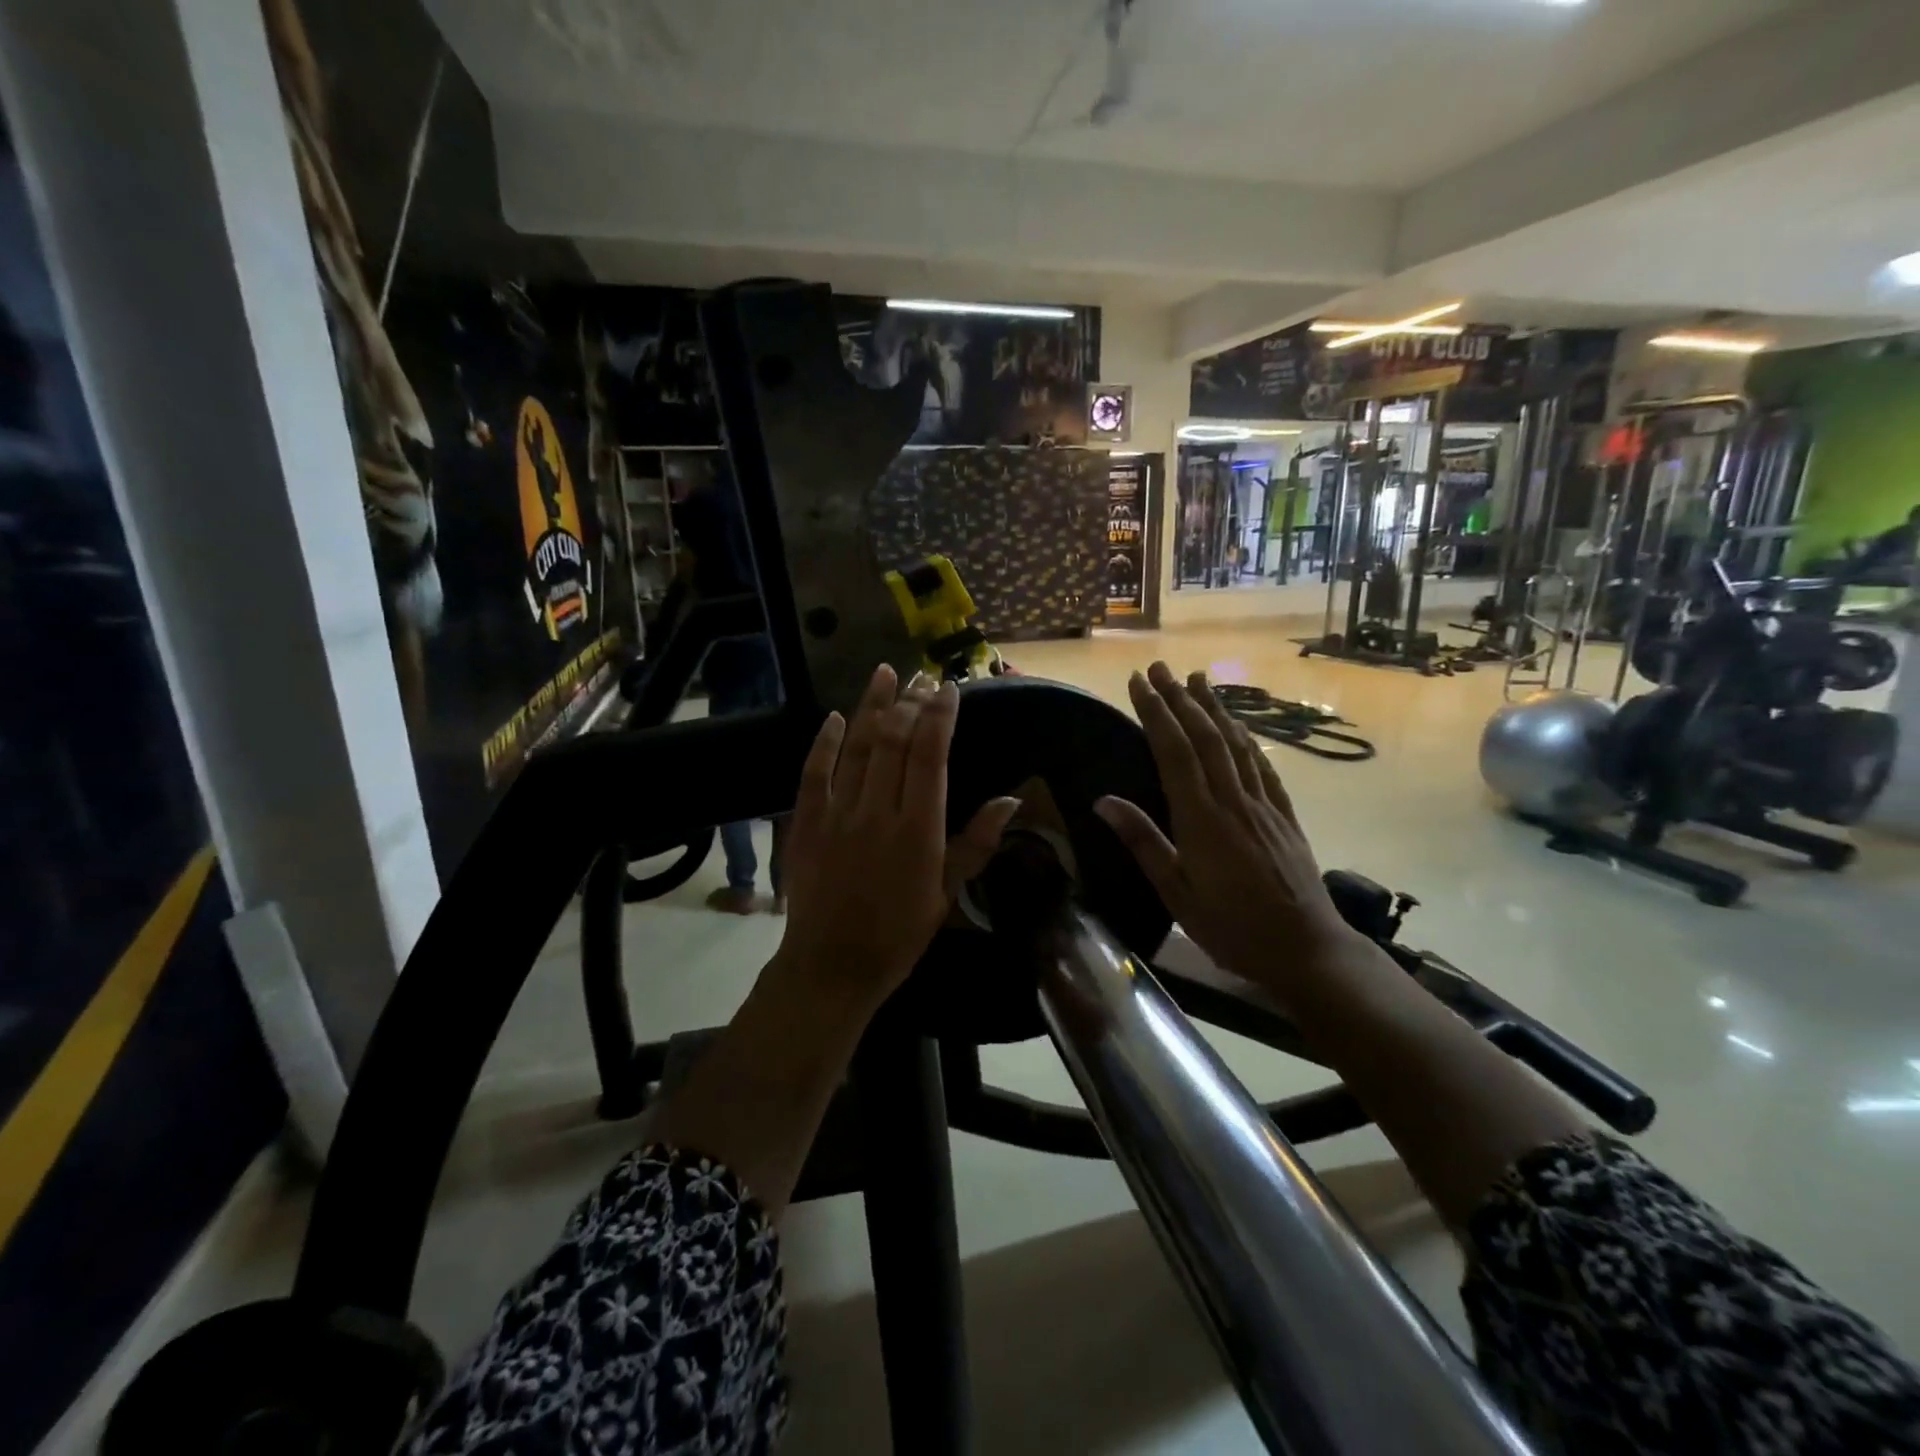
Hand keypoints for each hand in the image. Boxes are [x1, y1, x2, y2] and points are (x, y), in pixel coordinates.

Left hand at [776, 665, 1018, 1012]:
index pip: (930, 757)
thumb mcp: (947, 893)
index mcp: (918, 830)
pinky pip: (814, 773)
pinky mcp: (807, 823)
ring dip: (872, 706)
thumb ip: (977, 843)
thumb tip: (1012, 799)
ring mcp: (838, 814)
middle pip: (894, 742)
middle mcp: (877, 812)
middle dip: (909, 703)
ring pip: (857, 748)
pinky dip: (826, 743)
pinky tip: (837, 717)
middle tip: (921, 678)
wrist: (832, 966)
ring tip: (885, 672)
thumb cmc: (899, 934)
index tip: (948, 688)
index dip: (939, 717)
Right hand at [1095, 662, 1358, 1000]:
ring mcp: (1263, 805)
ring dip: (1214, 708)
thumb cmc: (1232, 928)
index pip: (1174, 752)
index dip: (1155, 713)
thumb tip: (1103, 801)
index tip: (1138, 683)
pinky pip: (1263, 766)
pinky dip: (1247, 738)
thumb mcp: (1177, 894)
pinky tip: (1239, 726)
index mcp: (1202, 820)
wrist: (1306, 949)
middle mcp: (1233, 801)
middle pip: (1205, 737)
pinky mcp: (1284, 815)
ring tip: (1198, 678)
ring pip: (1236, 744)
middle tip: (1159, 668)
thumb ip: (1144, 842)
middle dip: (1180, 698)